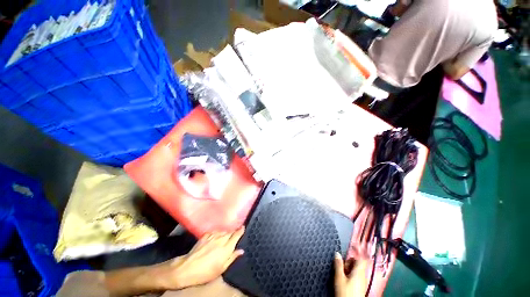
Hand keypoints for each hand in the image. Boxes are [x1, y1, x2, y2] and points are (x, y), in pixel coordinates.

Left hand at [158, 228, 244, 289]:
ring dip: (226, 232)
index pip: (236, 236)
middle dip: (233, 232)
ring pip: (223, 231)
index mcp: (226, 248)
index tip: (243, 227)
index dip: (240, 231)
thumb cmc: (206, 272)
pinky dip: (217, 233)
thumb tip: (241, 250)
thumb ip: (232, 258)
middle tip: (235, 233)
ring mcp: (213, 236)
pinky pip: (214, 231)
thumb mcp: (221, 269)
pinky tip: (216, 236)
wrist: (187, 268)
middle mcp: (221, 239)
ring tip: (226, 235)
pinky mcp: (205, 235)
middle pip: (230, 232)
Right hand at [334, 252, 368, 296]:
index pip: (362, 258)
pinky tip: (346, 279)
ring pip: (358, 270)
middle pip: (359, 263)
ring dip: (350, 268)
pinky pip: (358, 276)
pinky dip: (351, 275)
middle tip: (343, 265)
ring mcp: (363, 282)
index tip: (350, 251)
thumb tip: (337, 254)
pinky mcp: (361, 287)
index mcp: (359, 271)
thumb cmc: (346, 293)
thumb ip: (338, 264)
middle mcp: (363, 276)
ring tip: (343, 272)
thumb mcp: (339, 277)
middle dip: (350, 262)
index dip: (356, 253)